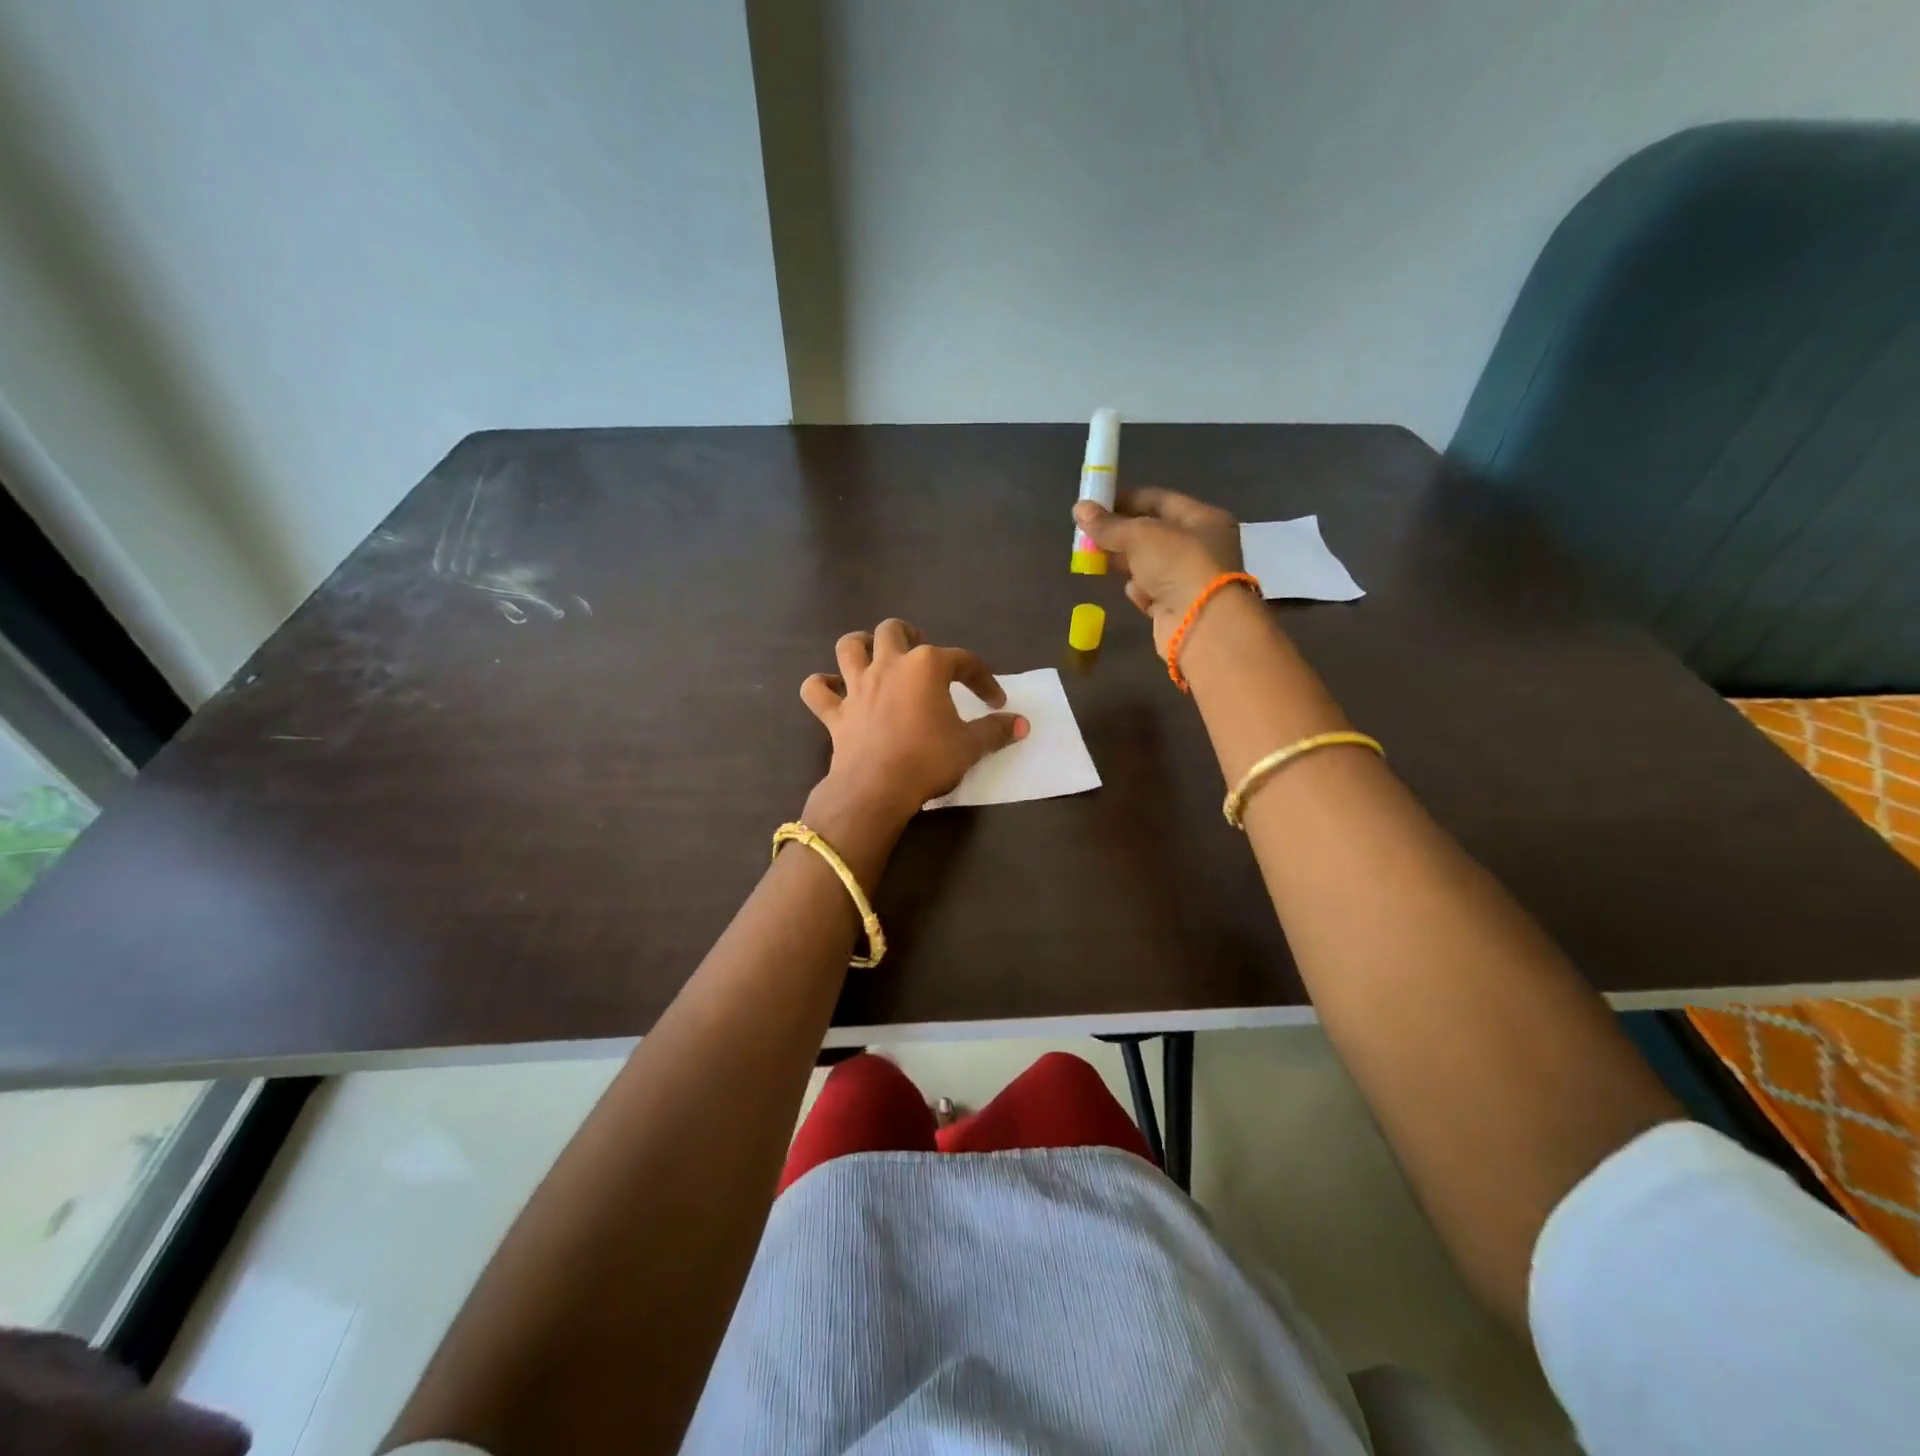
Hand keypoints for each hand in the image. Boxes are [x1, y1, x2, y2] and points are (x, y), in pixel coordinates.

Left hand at [800, 619, 1027, 832]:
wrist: (877, 789)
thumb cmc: (928, 760)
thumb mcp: (970, 747)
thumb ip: (996, 731)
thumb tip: (1022, 724)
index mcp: (926, 667)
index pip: (963, 661)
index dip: (983, 678)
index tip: (995, 701)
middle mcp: (889, 666)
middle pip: (894, 631)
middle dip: (909, 635)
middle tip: (921, 655)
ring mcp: (857, 686)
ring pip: (849, 646)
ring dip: (860, 645)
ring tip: (873, 656)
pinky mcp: (835, 713)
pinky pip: (817, 691)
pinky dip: (822, 687)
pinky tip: (832, 691)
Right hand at [1072, 488, 1243, 657]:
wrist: (1202, 624)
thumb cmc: (1178, 565)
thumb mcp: (1140, 536)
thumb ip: (1109, 524)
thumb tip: (1079, 508)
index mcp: (1203, 519)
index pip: (1160, 501)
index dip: (1127, 499)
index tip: (1096, 503)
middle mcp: (1201, 547)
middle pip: (1153, 534)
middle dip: (1121, 534)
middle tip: (1089, 533)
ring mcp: (1190, 579)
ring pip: (1149, 564)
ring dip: (1126, 562)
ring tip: (1097, 559)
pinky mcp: (1177, 607)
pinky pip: (1152, 592)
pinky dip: (1139, 590)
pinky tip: (1132, 591)